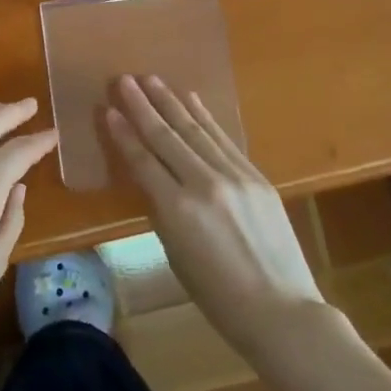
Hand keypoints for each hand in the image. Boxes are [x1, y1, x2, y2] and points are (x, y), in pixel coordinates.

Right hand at [105, 75, 328, 356]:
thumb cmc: (219, 296)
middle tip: (123, 79)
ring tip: (151, 79)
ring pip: (195, 130)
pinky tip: (191, 98)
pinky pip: (223, 139)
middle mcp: (204, 185)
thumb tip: (152, 177)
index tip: (108, 109)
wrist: (282, 311)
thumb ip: (162, 211)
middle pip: (166, 136)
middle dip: (142, 106)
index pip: (143, 161)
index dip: (123, 134)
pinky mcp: (256, 176)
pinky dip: (205, 117)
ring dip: (170, 101)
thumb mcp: (176, 255)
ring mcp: (234, 177)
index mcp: (177, 211)